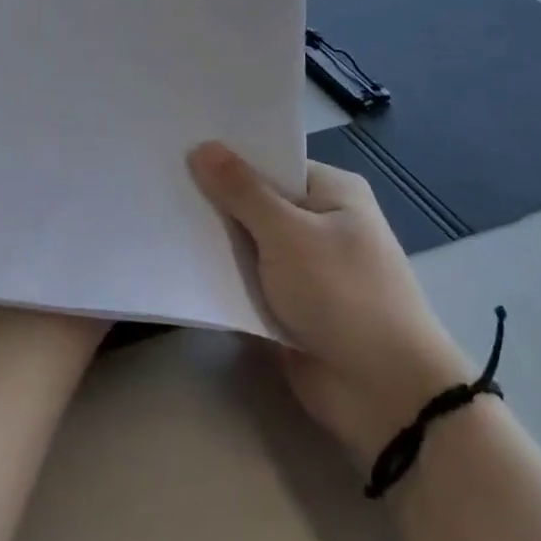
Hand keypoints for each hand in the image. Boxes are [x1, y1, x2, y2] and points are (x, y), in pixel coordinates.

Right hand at [188, 142, 471, 462]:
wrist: (385, 395)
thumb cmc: (343, 294)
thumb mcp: (288, 234)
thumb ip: (241, 191)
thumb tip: (203, 146)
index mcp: (332, 192)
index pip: (271, 161)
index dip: (227, 155)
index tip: (177, 147)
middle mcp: (319, 223)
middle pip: (256, 201)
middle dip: (213, 200)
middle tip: (156, 182)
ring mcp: (305, 267)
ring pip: (247, 244)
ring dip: (214, 242)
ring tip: (155, 218)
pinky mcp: (290, 307)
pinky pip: (248, 282)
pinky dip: (222, 278)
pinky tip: (176, 264)